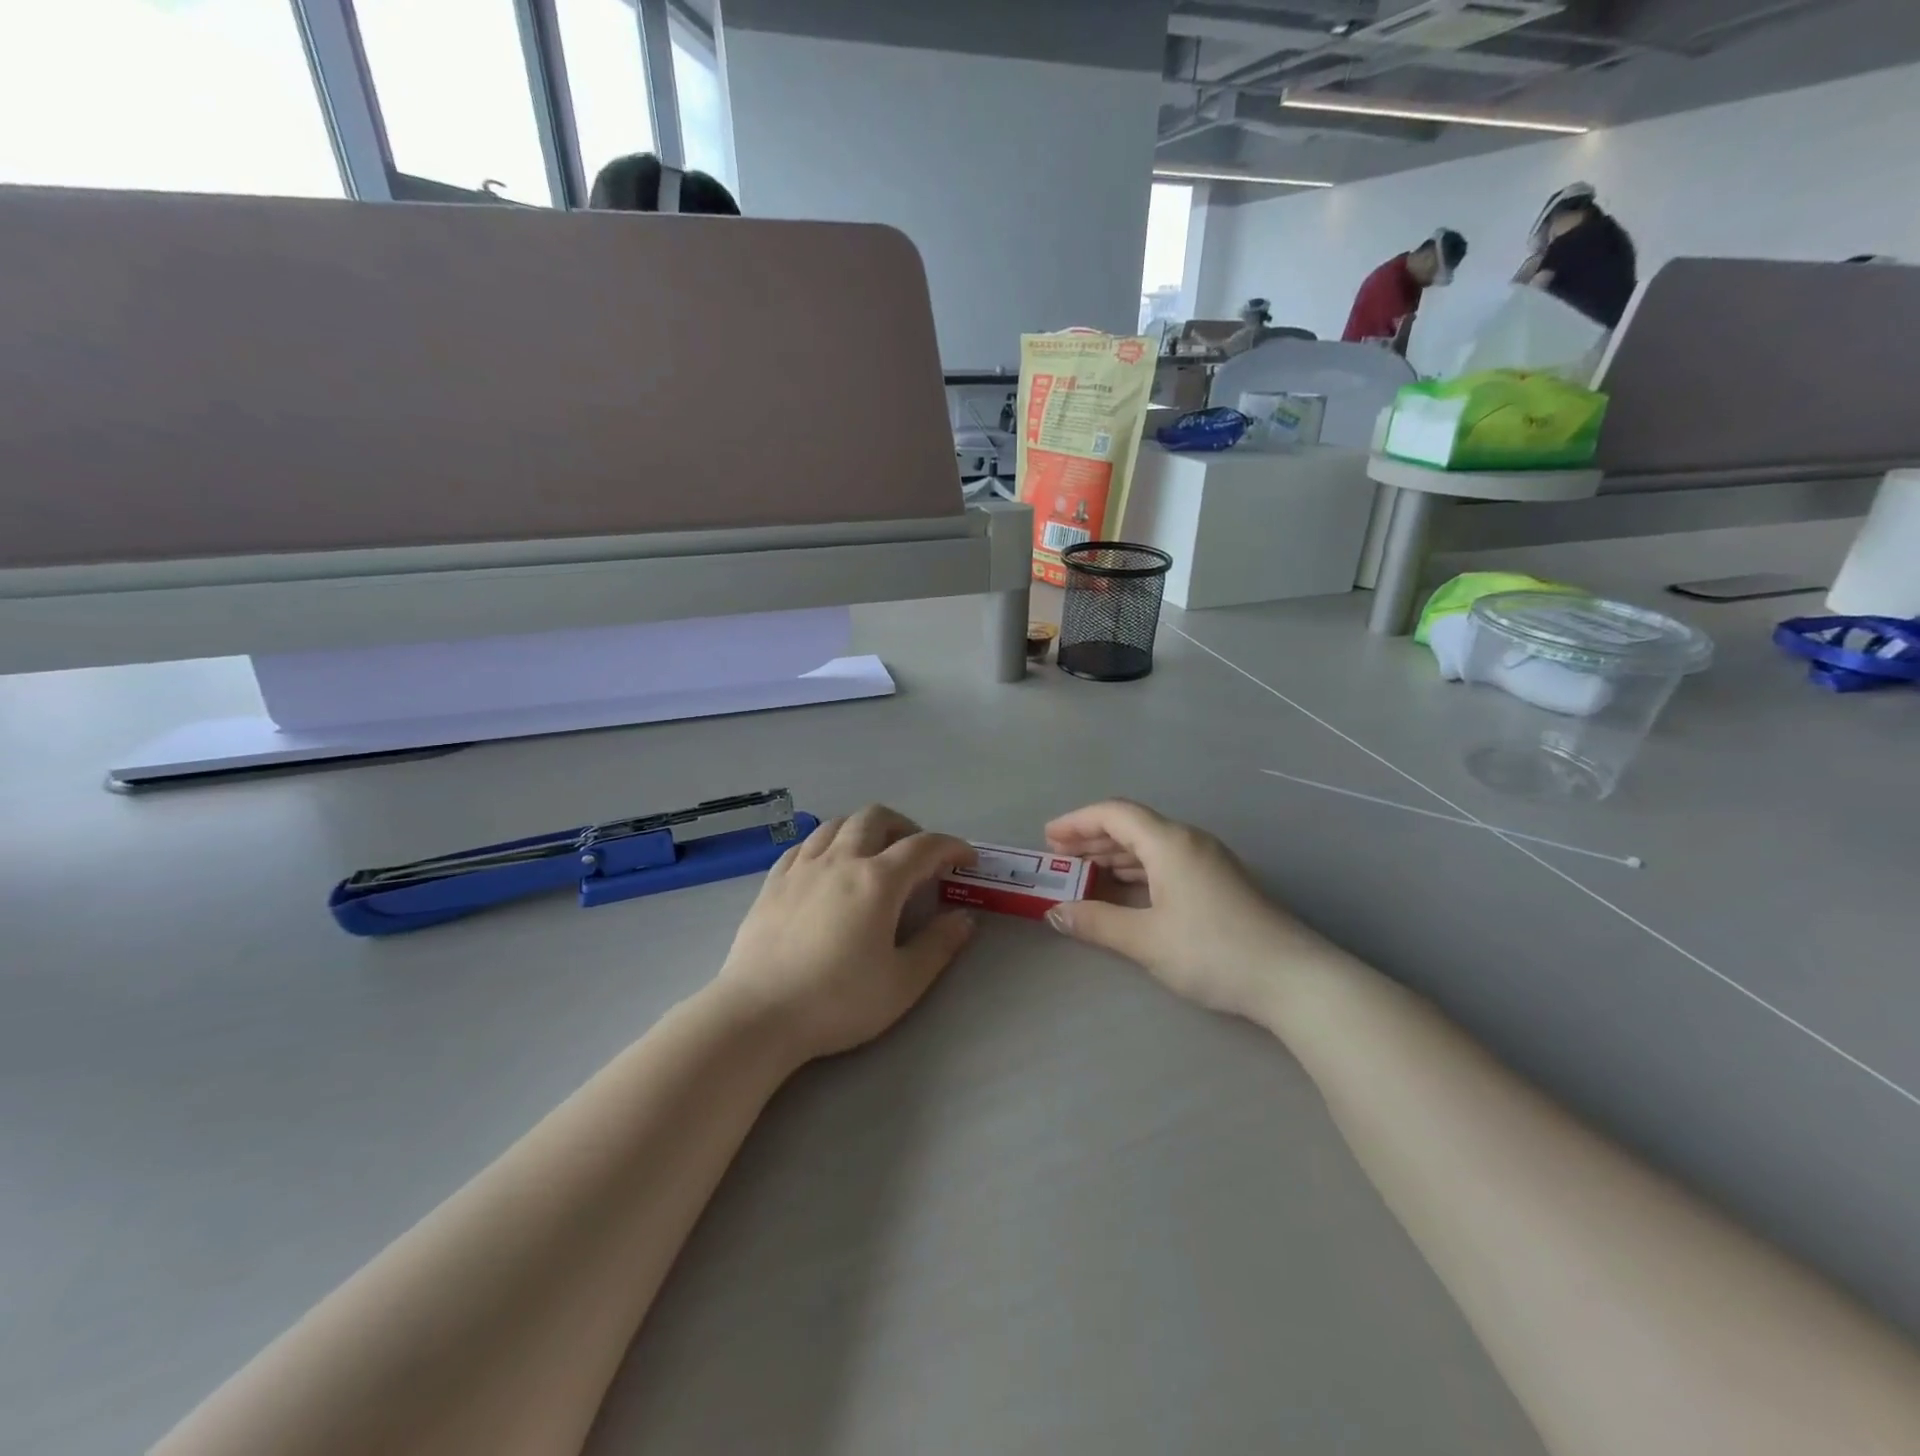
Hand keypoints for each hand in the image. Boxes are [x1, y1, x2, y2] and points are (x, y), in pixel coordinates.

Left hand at [717, 805, 975, 1061]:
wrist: (758, 1015)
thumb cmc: (837, 1001)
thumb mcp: (902, 983)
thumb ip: (938, 946)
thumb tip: (964, 918)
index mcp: (877, 881)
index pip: (924, 847)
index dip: (951, 847)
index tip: (966, 859)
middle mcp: (840, 860)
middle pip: (876, 817)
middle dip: (905, 826)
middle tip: (917, 856)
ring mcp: (801, 867)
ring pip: (837, 824)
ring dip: (864, 829)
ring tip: (873, 855)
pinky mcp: (773, 881)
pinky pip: (804, 845)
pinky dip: (826, 844)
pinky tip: (827, 867)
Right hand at [1043, 800, 1325, 1022]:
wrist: (1293, 979)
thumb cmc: (1213, 951)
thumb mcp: (1146, 939)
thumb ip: (1096, 922)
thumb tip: (1055, 912)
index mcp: (1170, 843)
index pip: (1115, 814)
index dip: (1077, 821)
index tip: (1048, 838)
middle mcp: (1190, 841)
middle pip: (1133, 826)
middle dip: (1092, 838)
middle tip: (1059, 857)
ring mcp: (1210, 861)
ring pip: (1152, 845)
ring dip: (1115, 855)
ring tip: (1084, 872)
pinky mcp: (1221, 883)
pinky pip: (1168, 862)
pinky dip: (1139, 870)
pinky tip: (1126, 890)